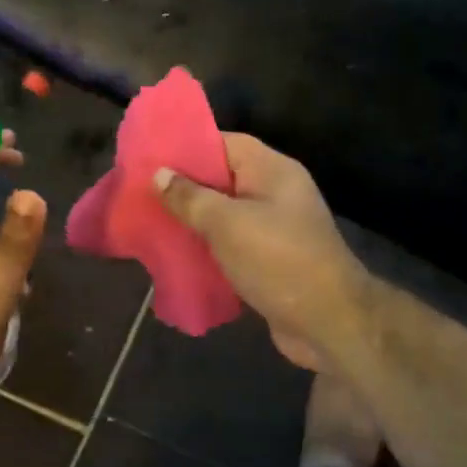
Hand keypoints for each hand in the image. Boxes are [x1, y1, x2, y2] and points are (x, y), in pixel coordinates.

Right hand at [154, 134, 370, 370]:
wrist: (327, 322)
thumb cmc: (278, 261)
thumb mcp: (228, 224)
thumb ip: (191, 198)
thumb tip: (160, 174)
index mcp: (273, 171)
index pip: (226, 144)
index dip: (188, 146)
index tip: (150, 155)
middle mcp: (275, 194)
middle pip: (222, 181)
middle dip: (183, 188)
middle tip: (139, 192)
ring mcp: (274, 230)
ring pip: (224, 217)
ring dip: (191, 222)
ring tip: (148, 223)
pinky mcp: (269, 262)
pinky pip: (230, 247)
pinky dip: (206, 250)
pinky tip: (173, 257)